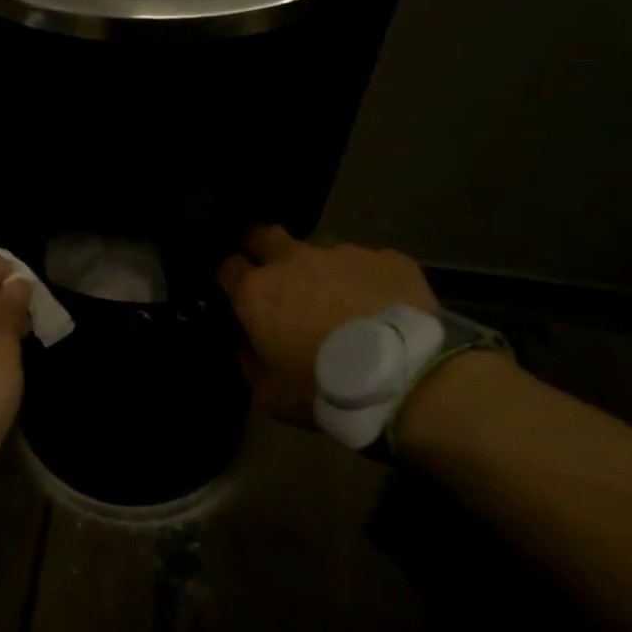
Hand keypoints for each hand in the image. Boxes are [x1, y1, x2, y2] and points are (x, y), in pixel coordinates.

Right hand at [217, 225, 438, 422]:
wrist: (404, 377)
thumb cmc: (323, 386)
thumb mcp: (270, 395)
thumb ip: (250, 365)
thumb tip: (246, 347)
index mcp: (257, 291)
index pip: (227, 266)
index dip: (229, 275)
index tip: (235, 289)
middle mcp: (293, 260)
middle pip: (264, 235)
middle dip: (261, 248)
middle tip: (272, 273)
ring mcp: (342, 253)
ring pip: (319, 250)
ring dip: (319, 269)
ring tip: (337, 298)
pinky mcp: (387, 258)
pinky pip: (367, 263)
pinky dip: (364, 280)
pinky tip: (379, 305)